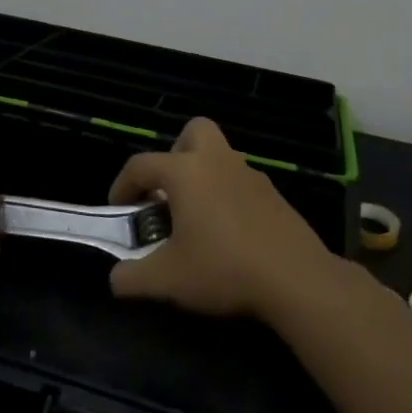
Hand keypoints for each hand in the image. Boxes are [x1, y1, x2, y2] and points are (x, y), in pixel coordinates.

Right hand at [105, 117, 331, 316]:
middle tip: (167, 192)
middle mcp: (217, 161)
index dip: (122, 185)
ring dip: (202, 177)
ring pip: (219, 157)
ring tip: (195, 218)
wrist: (296, 279)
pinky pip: (239, 182)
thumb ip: (132, 278)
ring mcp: (250, 175)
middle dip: (174, 155)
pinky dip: (226, 196)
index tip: (119, 210)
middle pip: (193, 132)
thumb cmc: (223, 268)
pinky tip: (226, 233)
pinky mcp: (274, 194)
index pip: (141, 165)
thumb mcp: (167, 280)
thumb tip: (116, 279)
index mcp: (186, 172)